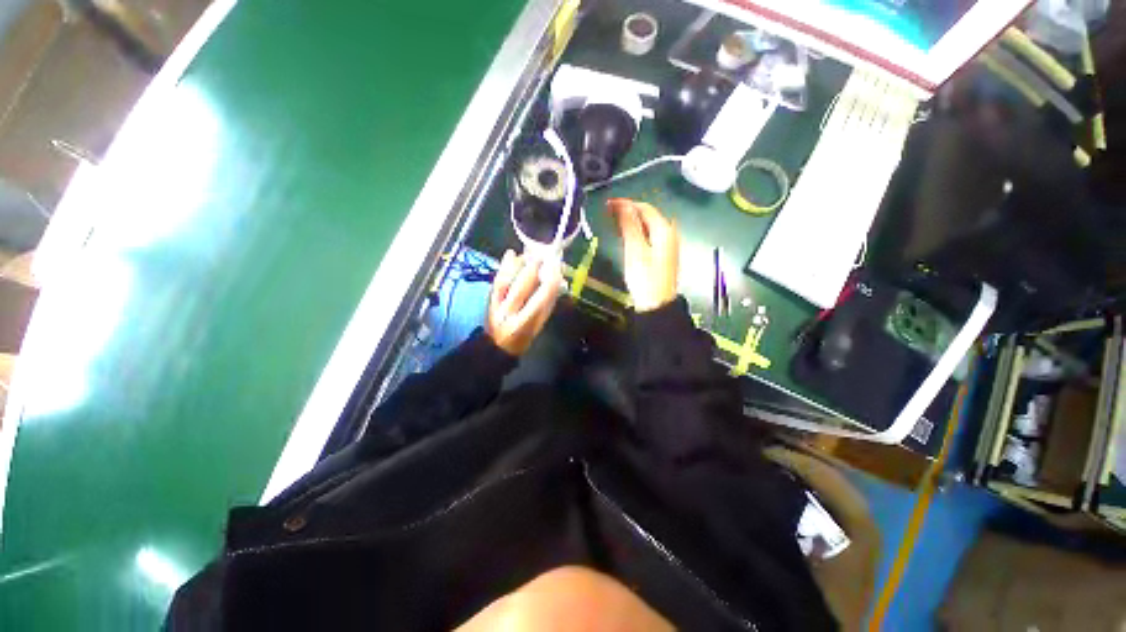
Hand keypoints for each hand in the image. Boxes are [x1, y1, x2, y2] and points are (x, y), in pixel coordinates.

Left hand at [487, 250, 561, 355]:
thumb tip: (555, 283)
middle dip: (533, 270)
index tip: (557, 269)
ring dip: (518, 265)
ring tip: (529, 252)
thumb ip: (546, 306)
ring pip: (506, 282)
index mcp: (524, 324)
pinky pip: (497, 281)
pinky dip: (505, 266)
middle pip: (521, 288)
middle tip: (543, 254)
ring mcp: (496, 306)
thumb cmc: (522, 339)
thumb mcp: (538, 327)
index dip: (549, 284)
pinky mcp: (489, 300)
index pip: (539, 301)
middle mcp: (508, 313)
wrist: (496, 347)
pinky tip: (510, 254)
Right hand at [608, 199, 678, 311]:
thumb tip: (623, 204)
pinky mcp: (664, 254)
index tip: (607, 204)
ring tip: (614, 222)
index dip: (625, 204)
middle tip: (608, 213)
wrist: (657, 305)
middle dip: (628, 211)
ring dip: (632, 221)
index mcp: (664, 229)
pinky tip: (627, 235)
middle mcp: (670, 232)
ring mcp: (668, 244)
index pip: (644, 208)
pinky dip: (637, 232)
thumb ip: (629, 225)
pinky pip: (650, 235)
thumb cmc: (645, 278)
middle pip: (648, 215)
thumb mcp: (635, 250)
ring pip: (648, 225)